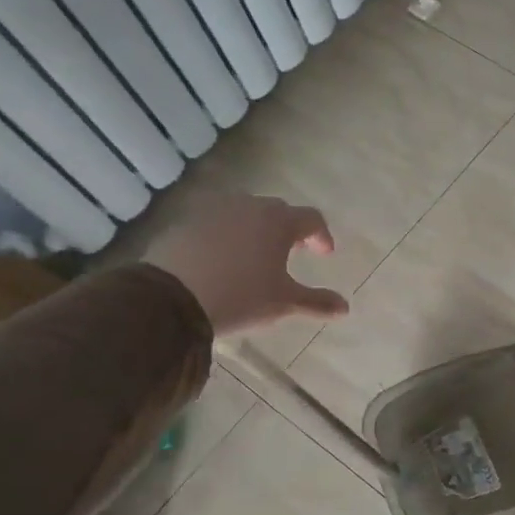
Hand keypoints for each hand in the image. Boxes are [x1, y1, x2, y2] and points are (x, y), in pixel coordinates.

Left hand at [142, 187, 348, 335]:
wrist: (170, 298)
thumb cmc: (240, 296)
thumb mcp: (283, 303)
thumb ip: (317, 302)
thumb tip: (345, 308)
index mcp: (279, 221)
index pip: (311, 218)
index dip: (321, 236)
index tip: (324, 254)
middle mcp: (249, 206)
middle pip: (278, 211)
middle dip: (289, 230)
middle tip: (292, 252)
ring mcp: (214, 211)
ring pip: (245, 214)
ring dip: (256, 229)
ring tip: (256, 255)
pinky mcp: (186, 222)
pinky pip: (216, 223)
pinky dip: (227, 235)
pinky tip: (223, 259)